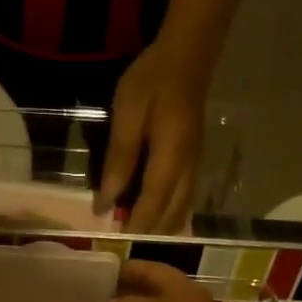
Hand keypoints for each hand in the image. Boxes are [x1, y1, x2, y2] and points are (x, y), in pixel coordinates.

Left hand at [102, 38, 210, 233]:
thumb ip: (118, 160)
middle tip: (124, 246)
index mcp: (171, 159)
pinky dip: (169, 214)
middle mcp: (188, 169)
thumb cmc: (151, 82)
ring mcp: (195, 166)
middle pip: (172, 215)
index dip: (135, 226)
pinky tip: (154, 216)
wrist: (187, 55)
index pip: (153, 204)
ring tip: (136, 236)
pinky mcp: (194, 161)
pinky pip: (184, 199)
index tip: (117, 244)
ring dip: (161, 227)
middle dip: (150, 233)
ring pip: (182, 210)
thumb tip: (106, 201)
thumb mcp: (128, 116)